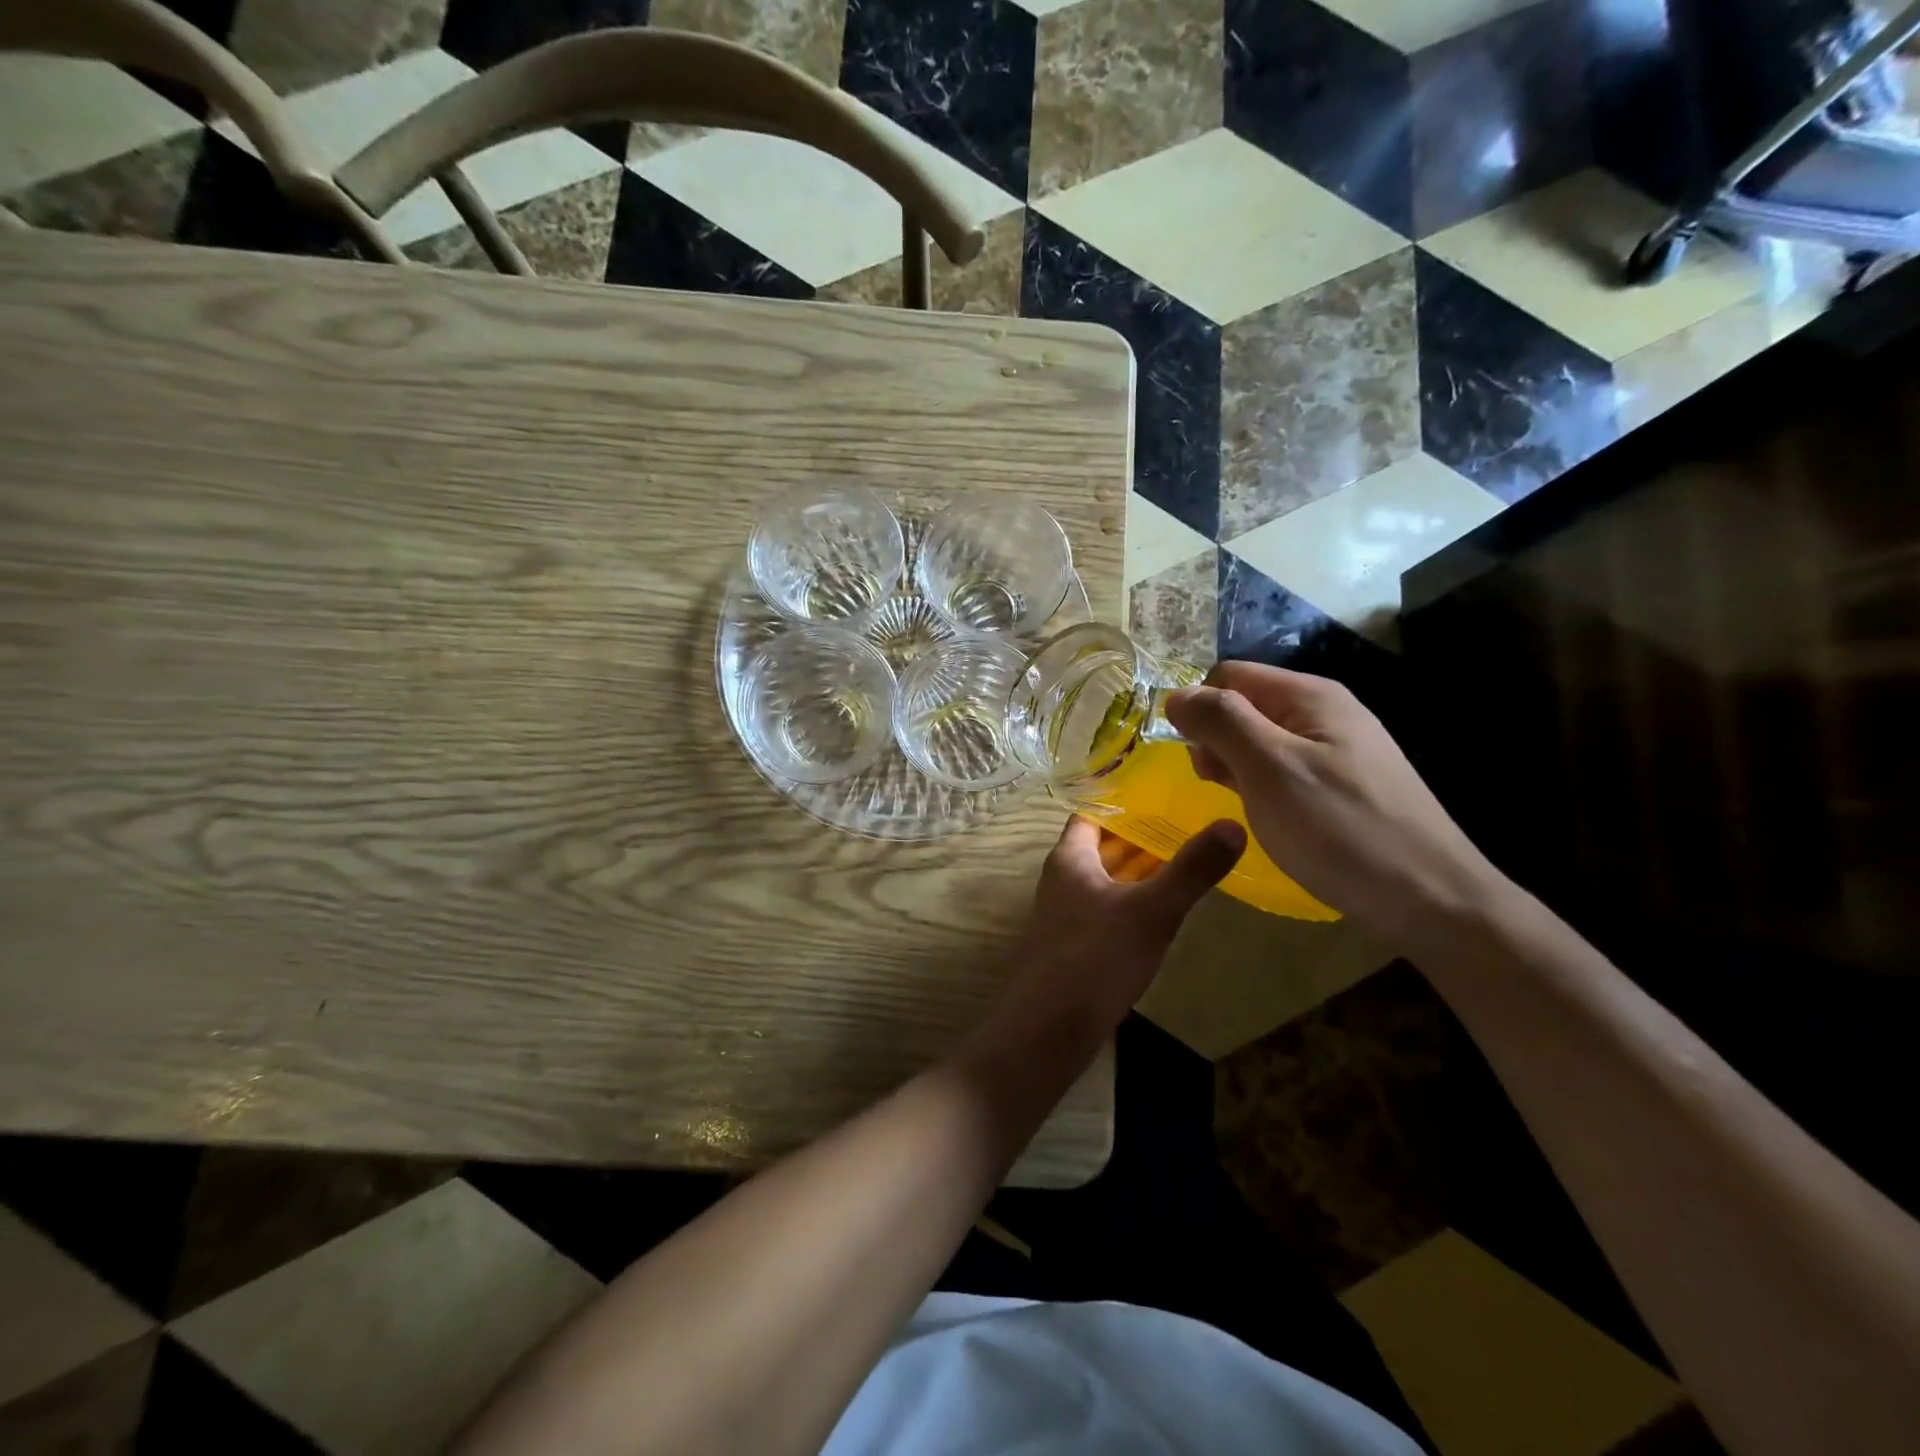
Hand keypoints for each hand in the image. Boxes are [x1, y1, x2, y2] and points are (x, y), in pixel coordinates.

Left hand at [991, 815, 1245, 1034]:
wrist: (1049, 1029)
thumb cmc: (1096, 958)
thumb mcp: (1151, 910)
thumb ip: (1191, 869)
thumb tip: (1233, 824)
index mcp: (1070, 858)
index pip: (1093, 812)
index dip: (1124, 798)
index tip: (1164, 787)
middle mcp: (1063, 878)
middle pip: (1103, 844)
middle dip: (1141, 833)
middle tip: (1188, 818)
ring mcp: (1067, 913)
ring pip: (1108, 877)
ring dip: (1140, 868)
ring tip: (1186, 855)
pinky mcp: (1077, 944)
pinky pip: (1109, 907)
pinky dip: (1134, 898)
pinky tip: (1165, 907)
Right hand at [1164, 662, 1504, 947]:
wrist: (1431, 899)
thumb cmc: (1340, 828)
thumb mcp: (1269, 768)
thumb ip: (1221, 722)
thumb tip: (1176, 695)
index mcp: (1309, 695)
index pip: (1228, 676)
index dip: (1200, 708)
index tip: (1192, 757)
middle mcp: (1324, 712)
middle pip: (1245, 706)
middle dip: (1216, 741)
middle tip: (1219, 788)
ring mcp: (1337, 750)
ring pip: (1260, 742)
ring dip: (1236, 768)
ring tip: (1244, 807)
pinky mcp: (1342, 786)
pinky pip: (1283, 771)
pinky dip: (1262, 788)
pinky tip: (1268, 818)